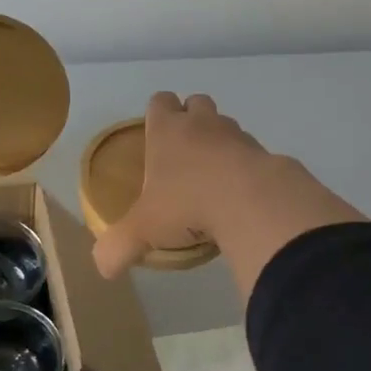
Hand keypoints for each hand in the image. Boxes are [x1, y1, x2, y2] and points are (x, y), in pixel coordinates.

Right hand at [92, 92, 270, 278]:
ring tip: (212, 178)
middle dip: (190, 119)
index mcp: (168, 130)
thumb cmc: (188, 204)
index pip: (159, 102)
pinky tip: (239, 195)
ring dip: (219, 143)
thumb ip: (117, 247)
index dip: (156, 114)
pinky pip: (251, 154)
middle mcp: (203, 124)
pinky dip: (244, 167)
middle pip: (196, 102)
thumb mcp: (143, 231)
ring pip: (226, 126)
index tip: (154, 137)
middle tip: (182, 155)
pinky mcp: (266, 155)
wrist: (253, 203)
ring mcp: (237, 136)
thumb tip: (104, 268)